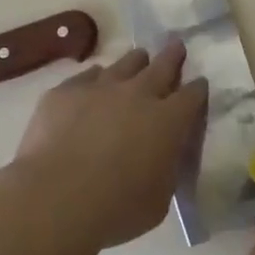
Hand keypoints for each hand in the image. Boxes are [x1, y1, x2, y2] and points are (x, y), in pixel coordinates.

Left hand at [11, 40, 207, 253]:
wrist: (55, 196)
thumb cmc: (116, 208)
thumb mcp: (159, 199)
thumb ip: (166, 170)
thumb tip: (165, 158)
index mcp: (168, 121)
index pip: (192, 95)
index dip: (197, 89)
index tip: (199, 84)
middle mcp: (138, 94)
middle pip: (162, 65)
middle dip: (172, 55)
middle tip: (176, 45)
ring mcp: (100, 87)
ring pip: (125, 63)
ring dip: (135, 62)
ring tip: (138, 59)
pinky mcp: (66, 91)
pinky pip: (87, 76)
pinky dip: (95, 79)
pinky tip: (93, 84)